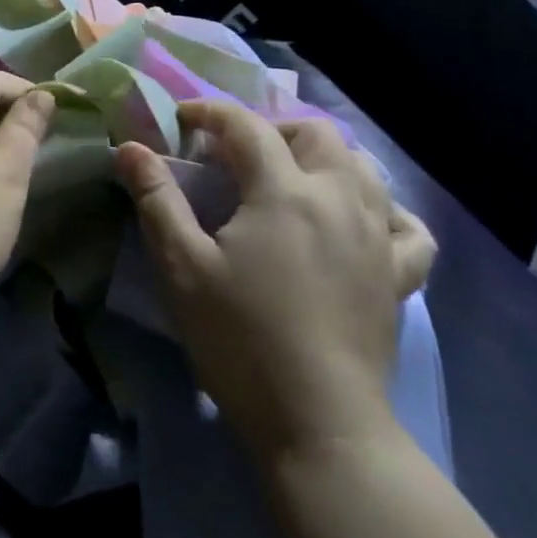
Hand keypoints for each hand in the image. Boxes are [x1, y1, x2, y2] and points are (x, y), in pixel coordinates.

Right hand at [116, 101, 430, 459]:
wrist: (318, 424)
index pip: (246, 126)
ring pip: (363, 168)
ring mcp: (377, 237)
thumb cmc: (240, 339)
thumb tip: (130, 147)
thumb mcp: (182, 266)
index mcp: (284, 192)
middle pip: (315, 133)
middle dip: (271, 129)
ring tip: (290, 179)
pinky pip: (406, 225)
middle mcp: (339, 199)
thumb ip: (156, 198)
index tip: (181, 120)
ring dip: (323, 158)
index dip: (210, 113)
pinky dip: (383, 210)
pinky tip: (360, 221)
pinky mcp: (399, 277)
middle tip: (236, 154)